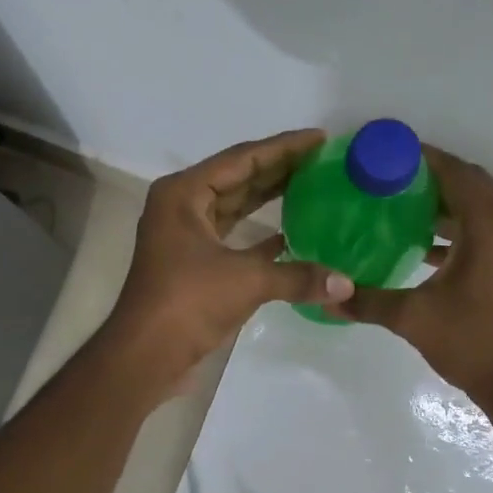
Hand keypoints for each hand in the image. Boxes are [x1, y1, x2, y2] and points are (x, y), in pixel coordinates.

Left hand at [102, 129, 353, 395]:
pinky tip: (293, 234)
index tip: (319, 138)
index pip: (242, 159)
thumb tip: (347, 285)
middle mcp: (182, 206)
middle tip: (322, 160)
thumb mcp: (246, 282)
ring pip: (235, 207)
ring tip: (312, 186)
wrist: (145, 354)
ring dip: (270, 198)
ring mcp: (187, 236)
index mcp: (185, 194)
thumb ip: (298, 276)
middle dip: (279, 169)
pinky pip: (234, 236)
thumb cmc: (187, 303)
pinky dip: (261, 235)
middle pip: (238, 178)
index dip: (283, 148)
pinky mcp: (195, 263)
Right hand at [335, 146, 492, 405]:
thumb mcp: (413, 319)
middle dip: (432, 175)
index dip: (422, 158)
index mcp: (489, 226)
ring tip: (401, 204)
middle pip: (470, 182)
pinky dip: (459, 226)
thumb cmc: (470, 344)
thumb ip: (368, 301)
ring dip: (446, 201)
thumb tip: (328, 296)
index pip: (455, 173)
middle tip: (389, 178)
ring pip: (481, 205)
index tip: (386, 155)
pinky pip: (487, 228)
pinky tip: (424, 243)